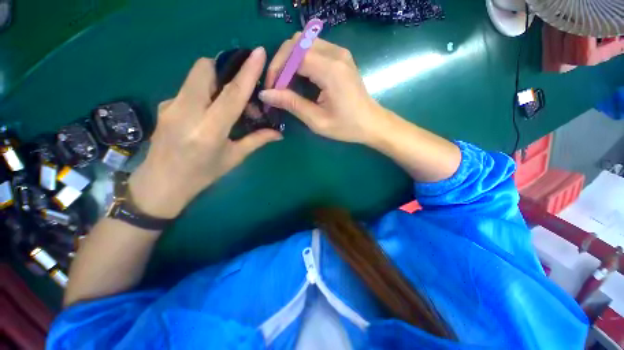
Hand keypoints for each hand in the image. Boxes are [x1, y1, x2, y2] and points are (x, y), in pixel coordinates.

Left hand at [128, 47, 281, 218]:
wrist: (161, 184)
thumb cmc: (202, 175)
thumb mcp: (234, 158)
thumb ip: (256, 141)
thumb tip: (278, 133)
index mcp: (208, 131)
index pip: (231, 94)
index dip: (247, 72)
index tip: (259, 53)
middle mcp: (186, 112)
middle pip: (204, 69)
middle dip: (224, 70)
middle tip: (237, 91)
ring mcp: (170, 105)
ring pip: (195, 76)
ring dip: (215, 82)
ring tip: (225, 106)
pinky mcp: (164, 104)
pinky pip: (188, 87)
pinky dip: (204, 92)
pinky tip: (208, 112)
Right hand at [259, 34, 393, 143]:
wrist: (371, 123)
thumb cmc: (347, 126)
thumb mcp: (317, 121)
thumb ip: (292, 104)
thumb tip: (266, 94)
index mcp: (331, 70)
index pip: (294, 54)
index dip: (277, 69)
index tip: (271, 89)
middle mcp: (336, 54)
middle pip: (297, 42)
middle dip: (282, 62)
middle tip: (277, 86)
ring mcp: (340, 53)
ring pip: (304, 43)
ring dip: (291, 61)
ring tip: (287, 84)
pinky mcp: (341, 57)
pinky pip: (314, 49)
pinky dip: (302, 61)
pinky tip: (301, 78)